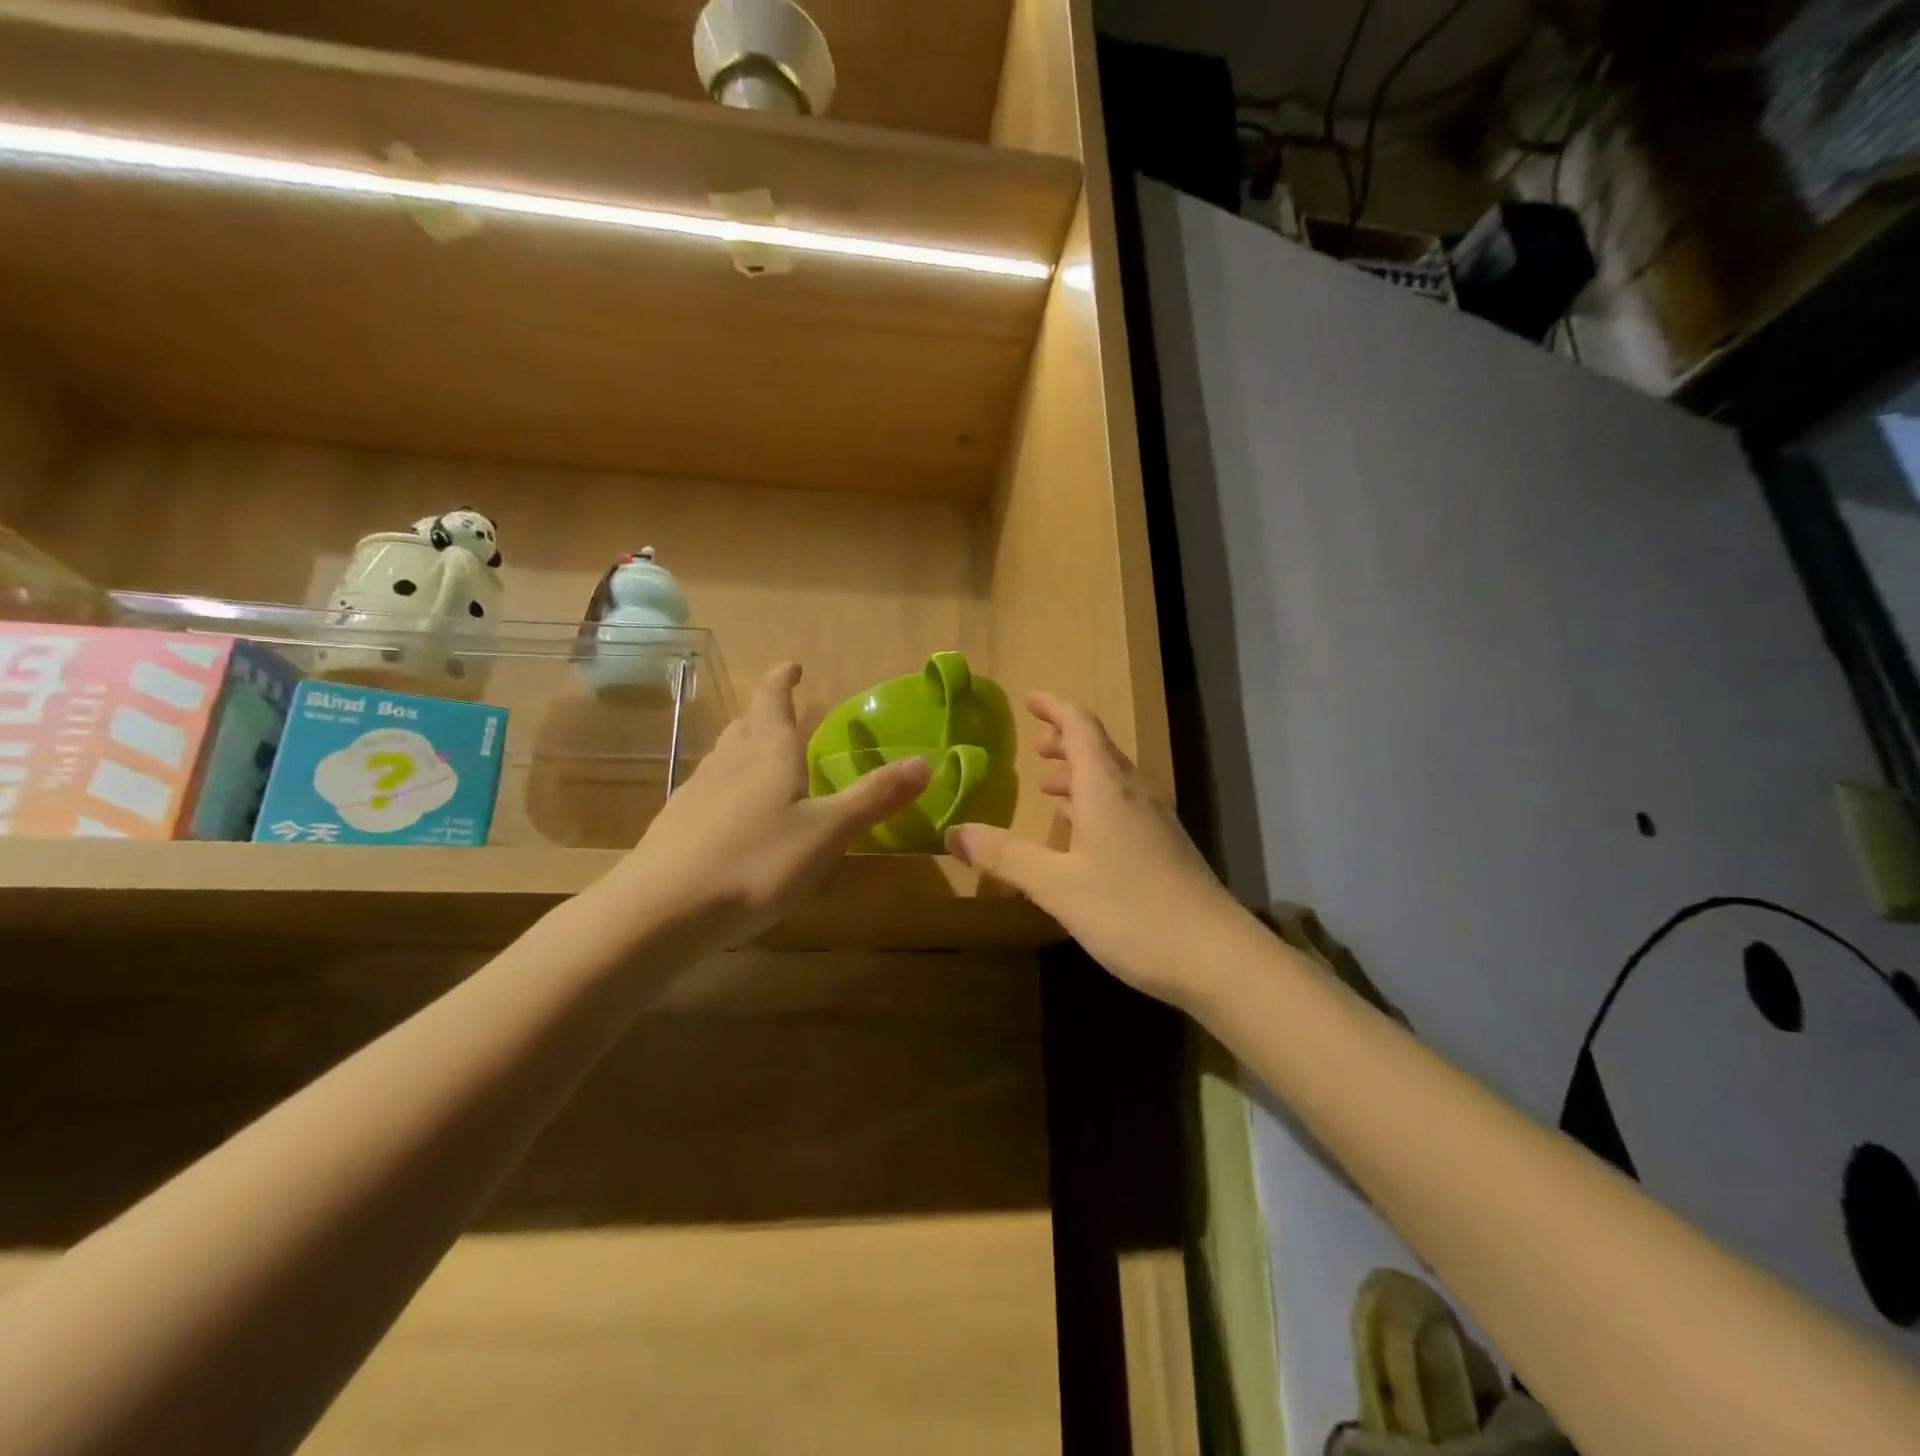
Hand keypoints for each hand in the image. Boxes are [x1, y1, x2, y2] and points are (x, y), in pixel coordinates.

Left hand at [605, 663, 930, 949]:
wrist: (660, 912)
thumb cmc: (756, 863)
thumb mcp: (827, 832)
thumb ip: (874, 798)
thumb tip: (925, 761)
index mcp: (768, 753)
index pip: (773, 699)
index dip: (782, 680)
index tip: (792, 664)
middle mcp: (728, 762)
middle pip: (746, 726)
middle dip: (765, 715)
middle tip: (782, 714)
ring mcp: (695, 793)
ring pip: (723, 757)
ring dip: (744, 749)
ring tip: (761, 759)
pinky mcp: (675, 826)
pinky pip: (708, 792)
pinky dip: (727, 789)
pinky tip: (732, 818)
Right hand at [946, 693, 1248, 1008]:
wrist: (1216, 957)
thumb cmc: (1131, 911)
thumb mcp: (1057, 885)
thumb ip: (1006, 856)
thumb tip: (953, 832)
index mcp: (1107, 787)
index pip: (1080, 726)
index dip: (1054, 707)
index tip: (1028, 699)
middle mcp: (1134, 793)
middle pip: (1098, 749)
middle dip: (1064, 740)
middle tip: (1034, 743)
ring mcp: (1154, 821)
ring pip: (1111, 780)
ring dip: (1078, 774)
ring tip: (1047, 784)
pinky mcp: (1163, 848)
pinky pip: (1121, 806)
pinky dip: (1093, 803)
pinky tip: (1080, 831)